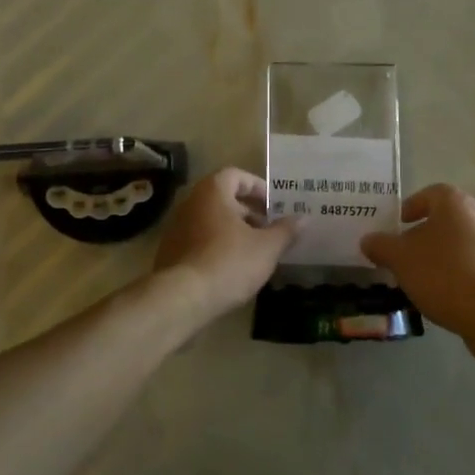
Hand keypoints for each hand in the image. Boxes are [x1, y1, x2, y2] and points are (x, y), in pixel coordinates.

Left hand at [153, 167, 296, 318]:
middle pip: (223, 198)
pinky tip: (232, 267)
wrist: (182, 298)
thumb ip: (286, 230)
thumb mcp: (267, 247)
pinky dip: (217, 246)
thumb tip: (304, 218)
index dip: (257, 187)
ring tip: (255, 251)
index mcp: (213, 192)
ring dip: (233, 230)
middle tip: (269, 229)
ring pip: (211, 221)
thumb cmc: (229, 262)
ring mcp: (176, 228)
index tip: (274, 205)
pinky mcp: (170, 252)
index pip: (236, 175)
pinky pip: (199, 240)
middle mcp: (191, 203)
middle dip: (248, 211)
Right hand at [360, 184, 474, 339]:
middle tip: (404, 254)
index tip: (397, 226)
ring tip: (421, 279)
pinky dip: (457, 274)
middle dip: (423, 235)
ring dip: (440, 256)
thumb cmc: (443, 273)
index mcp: (455, 203)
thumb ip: (381, 245)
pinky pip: (474, 266)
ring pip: (460, 244)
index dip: (411, 206)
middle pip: (446, 219)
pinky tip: (444, 296)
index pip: (430, 193)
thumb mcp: (400, 258)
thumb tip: (368, 240)